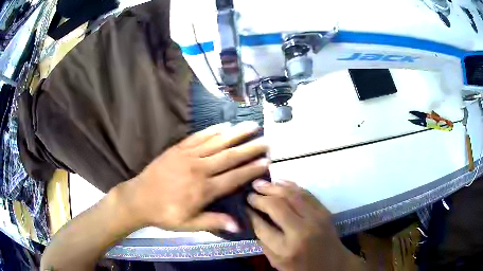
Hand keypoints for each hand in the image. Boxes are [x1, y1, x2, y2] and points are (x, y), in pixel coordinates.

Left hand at [121, 121, 268, 232]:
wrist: (139, 198)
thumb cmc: (164, 214)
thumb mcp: (188, 225)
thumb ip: (213, 222)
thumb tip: (239, 226)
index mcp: (203, 190)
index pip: (234, 177)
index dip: (251, 169)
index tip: (266, 161)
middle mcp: (199, 169)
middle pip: (229, 157)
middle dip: (250, 148)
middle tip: (266, 140)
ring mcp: (188, 156)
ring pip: (217, 142)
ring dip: (236, 133)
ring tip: (251, 125)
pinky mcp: (178, 149)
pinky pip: (198, 137)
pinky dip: (212, 130)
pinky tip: (224, 125)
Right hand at [248, 180, 366, 270]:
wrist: (333, 264)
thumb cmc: (302, 267)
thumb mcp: (277, 262)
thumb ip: (264, 241)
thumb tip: (253, 218)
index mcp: (287, 248)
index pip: (263, 226)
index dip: (251, 213)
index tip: (243, 205)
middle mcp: (302, 230)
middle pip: (277, 206)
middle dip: (260, 197)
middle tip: (249, 192)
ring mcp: (317, 218)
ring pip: (292, 195)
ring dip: (274, 187)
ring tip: (260, 183)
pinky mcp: (324, 211)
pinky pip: (306, 193)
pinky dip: (291, 186)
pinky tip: (279, 182)